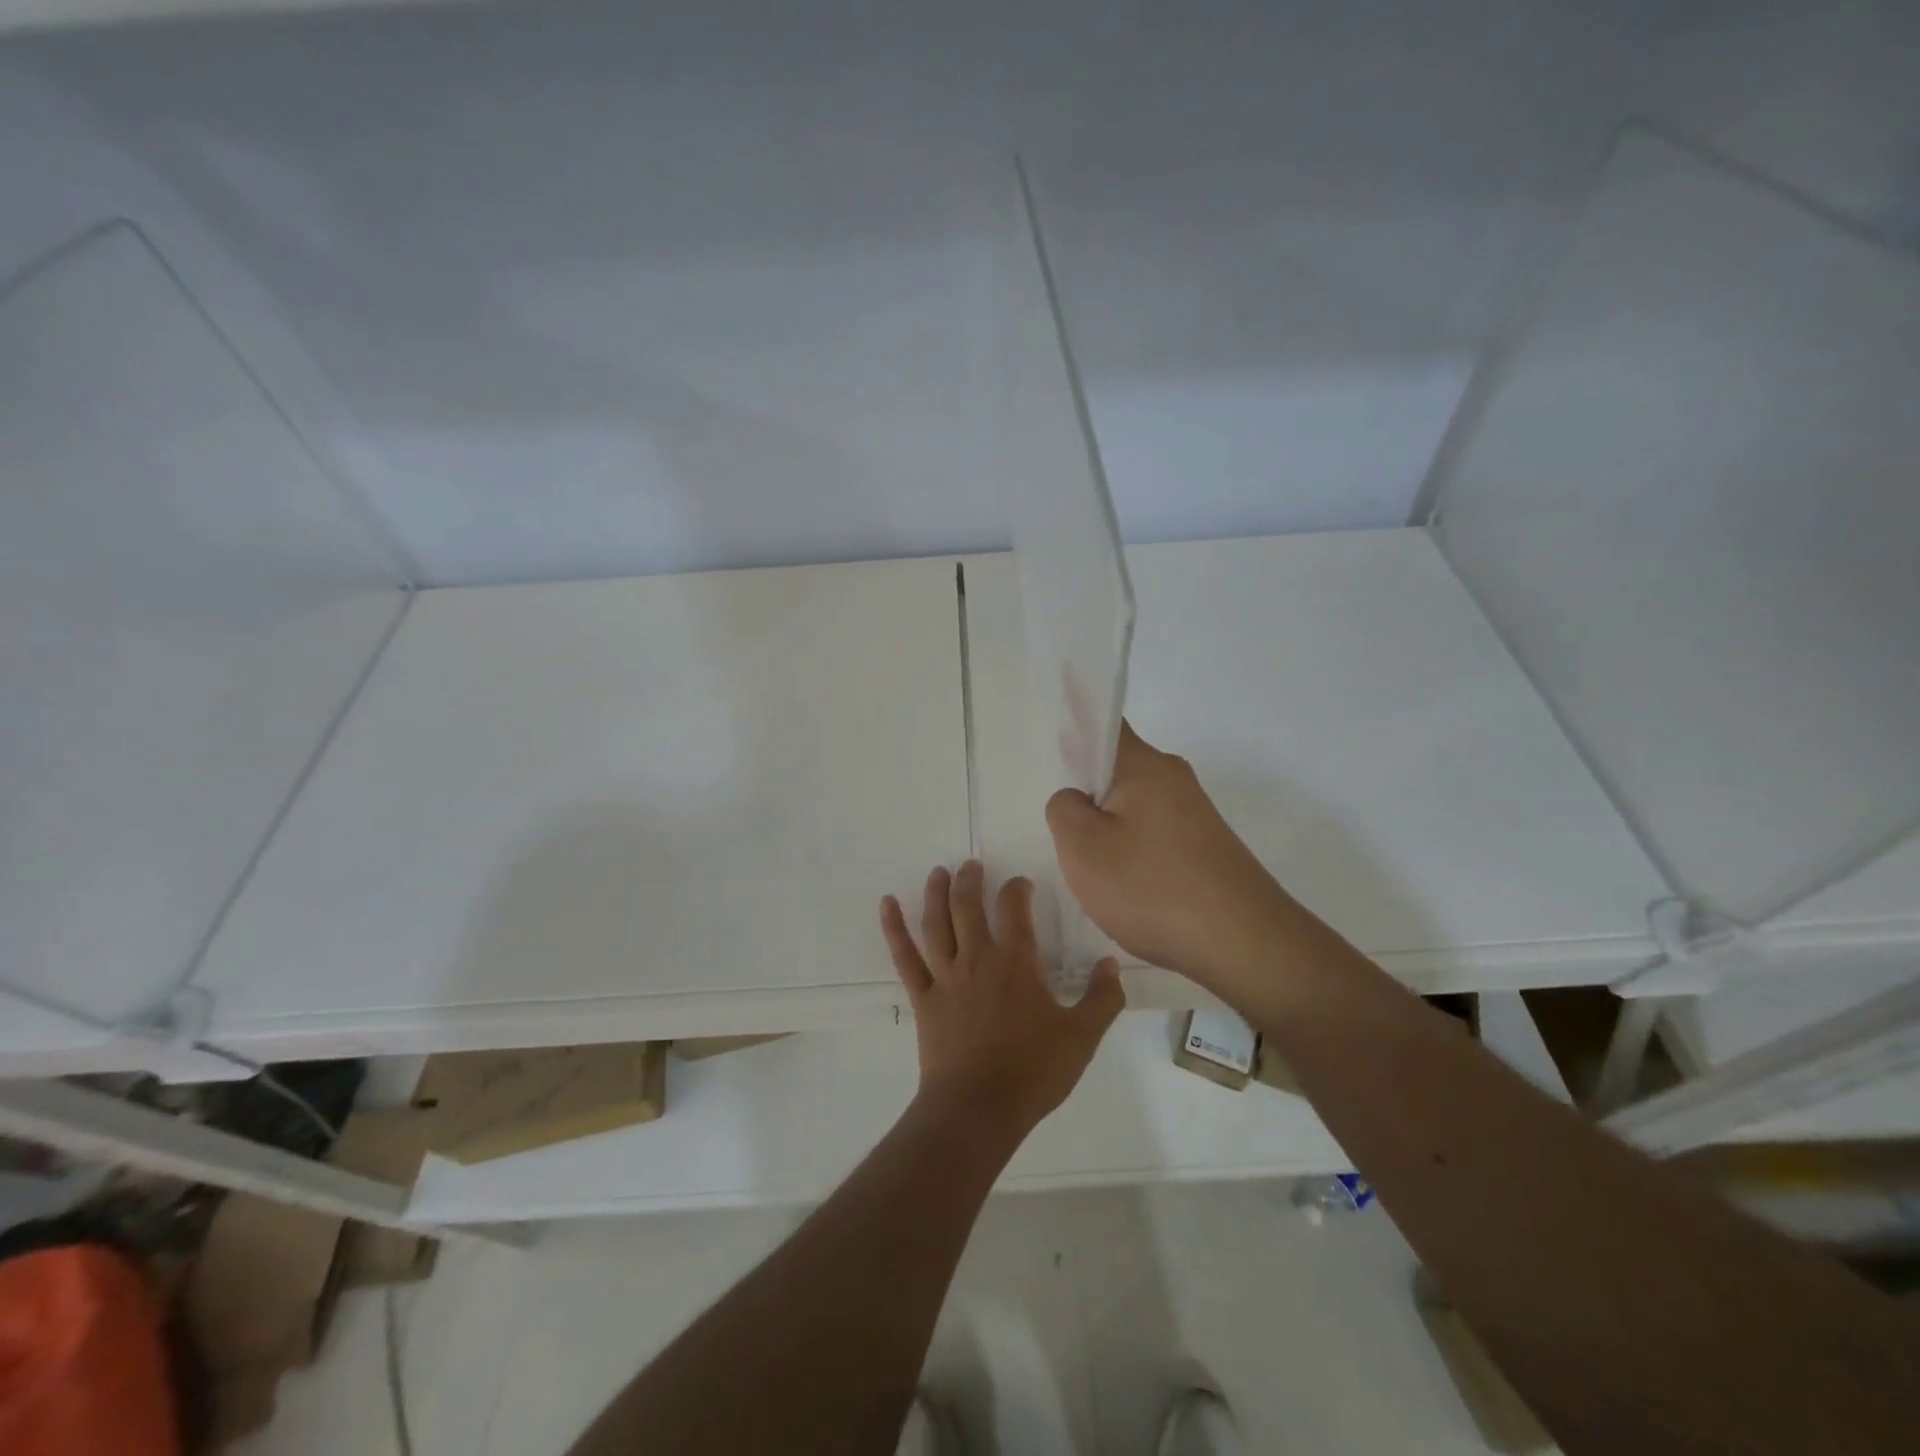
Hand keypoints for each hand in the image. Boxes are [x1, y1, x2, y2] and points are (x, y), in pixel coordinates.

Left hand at [881, 861, 1123, 1149]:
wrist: (977, 1109)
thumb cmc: (1032, 1072)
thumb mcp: (1081, 1038)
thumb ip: (1102, 999)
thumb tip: (1111, 964)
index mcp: (1016, 962)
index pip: (1015, 908)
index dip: (1018, 889)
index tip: (1022, 884)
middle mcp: (977, 958)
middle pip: (968, 905)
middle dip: (971, 880)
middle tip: (972, 865)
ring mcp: (945, 976)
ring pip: (936, 923)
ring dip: (936, 893)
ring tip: (938, 872)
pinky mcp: (923, 998)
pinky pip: (905, 957)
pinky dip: (894, 928)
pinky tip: (887, 904)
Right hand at [1045, 721, 1294, 990]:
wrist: (1245, 945)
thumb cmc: (1152, 888)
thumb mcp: (1083, 848)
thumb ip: (1064, 809)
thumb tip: (1077, 799)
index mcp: (1145, 765)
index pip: (1104, 724)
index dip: (1075, 733)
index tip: (1058, 766)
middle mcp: (1174, 778)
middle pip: (1115, 771)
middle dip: (1087, 800)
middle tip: (1072, 841)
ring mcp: (1194, 814)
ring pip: (1132, 809)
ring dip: (1109, 835)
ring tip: (1102, 877)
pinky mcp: (1205, 846)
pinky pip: (1154, 837)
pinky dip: (1134, 857)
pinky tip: (1132, 893)